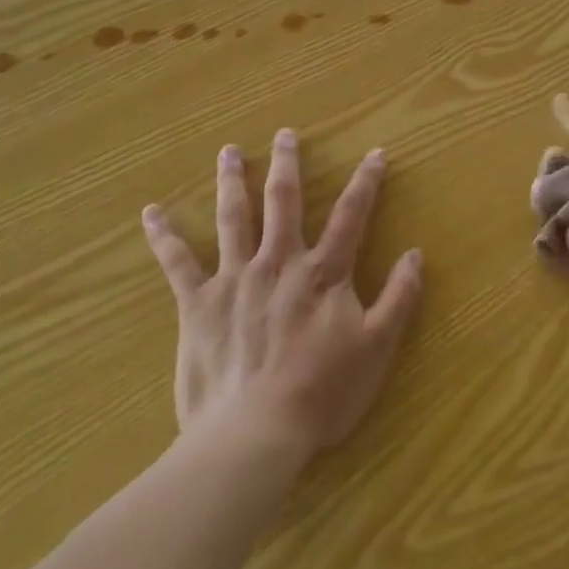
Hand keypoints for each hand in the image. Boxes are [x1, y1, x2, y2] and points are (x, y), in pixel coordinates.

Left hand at [142, 130, 423, 456]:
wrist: (254, 434)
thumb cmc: (321, 393)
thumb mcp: (377, 348)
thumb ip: (399, 298)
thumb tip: (416, 254)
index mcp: (323, 272)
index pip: (351, 215)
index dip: (366, 182)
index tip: (375, 153)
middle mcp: (279, 262)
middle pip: (284, 201)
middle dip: (287, 164)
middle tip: (285, 134)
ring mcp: (235, 279)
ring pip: (233, 217)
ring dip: (231, 181)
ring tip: (228, 151)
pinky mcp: (198, 304)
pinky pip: (177, 263)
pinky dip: (164, 236)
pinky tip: (152, 213)